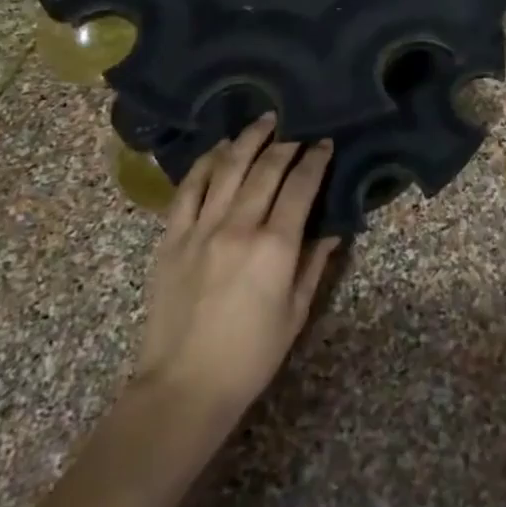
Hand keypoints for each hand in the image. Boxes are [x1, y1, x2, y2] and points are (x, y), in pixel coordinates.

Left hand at [133, 115, 340, 420]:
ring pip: (227, 169)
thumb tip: (332, 230)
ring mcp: (200, 228)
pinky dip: (205, 163)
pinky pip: (189, 189)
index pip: (300, 187)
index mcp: (275, 247)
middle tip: (297, 128)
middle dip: (285, 143)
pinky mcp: (172, 237)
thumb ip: (314, 265)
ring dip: (247, 141)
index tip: (325, 143)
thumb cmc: (251, 355)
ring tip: (263, 121)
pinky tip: (218, 149)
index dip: (315, 160)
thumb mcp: (296, 313)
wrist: (184, 384)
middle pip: (265, 169)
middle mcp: (238, 226)